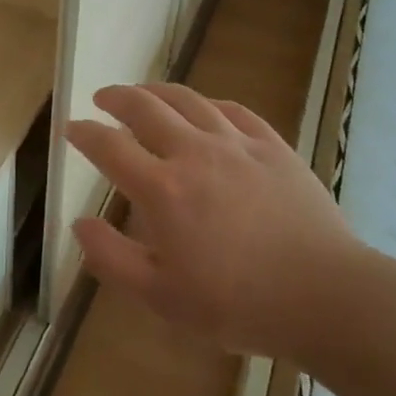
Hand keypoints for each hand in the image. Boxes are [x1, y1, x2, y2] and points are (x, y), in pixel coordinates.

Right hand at [65, 82, 362, 360]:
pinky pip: (234, 110)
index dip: (85, 133)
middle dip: (117, 97)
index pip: (110, 146)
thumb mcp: (162, 298)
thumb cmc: (238, 303)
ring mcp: (237, 144)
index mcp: (162, 189)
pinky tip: (206, 109)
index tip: (71, 128)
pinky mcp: (273, 146)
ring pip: (189, 100)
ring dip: (158, 91)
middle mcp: (194, 153)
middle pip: (146, 107)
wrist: (325, 295)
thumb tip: (80, 222)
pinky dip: (209, 104)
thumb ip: (112, 258)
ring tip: (145, 92)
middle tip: (103, 97)